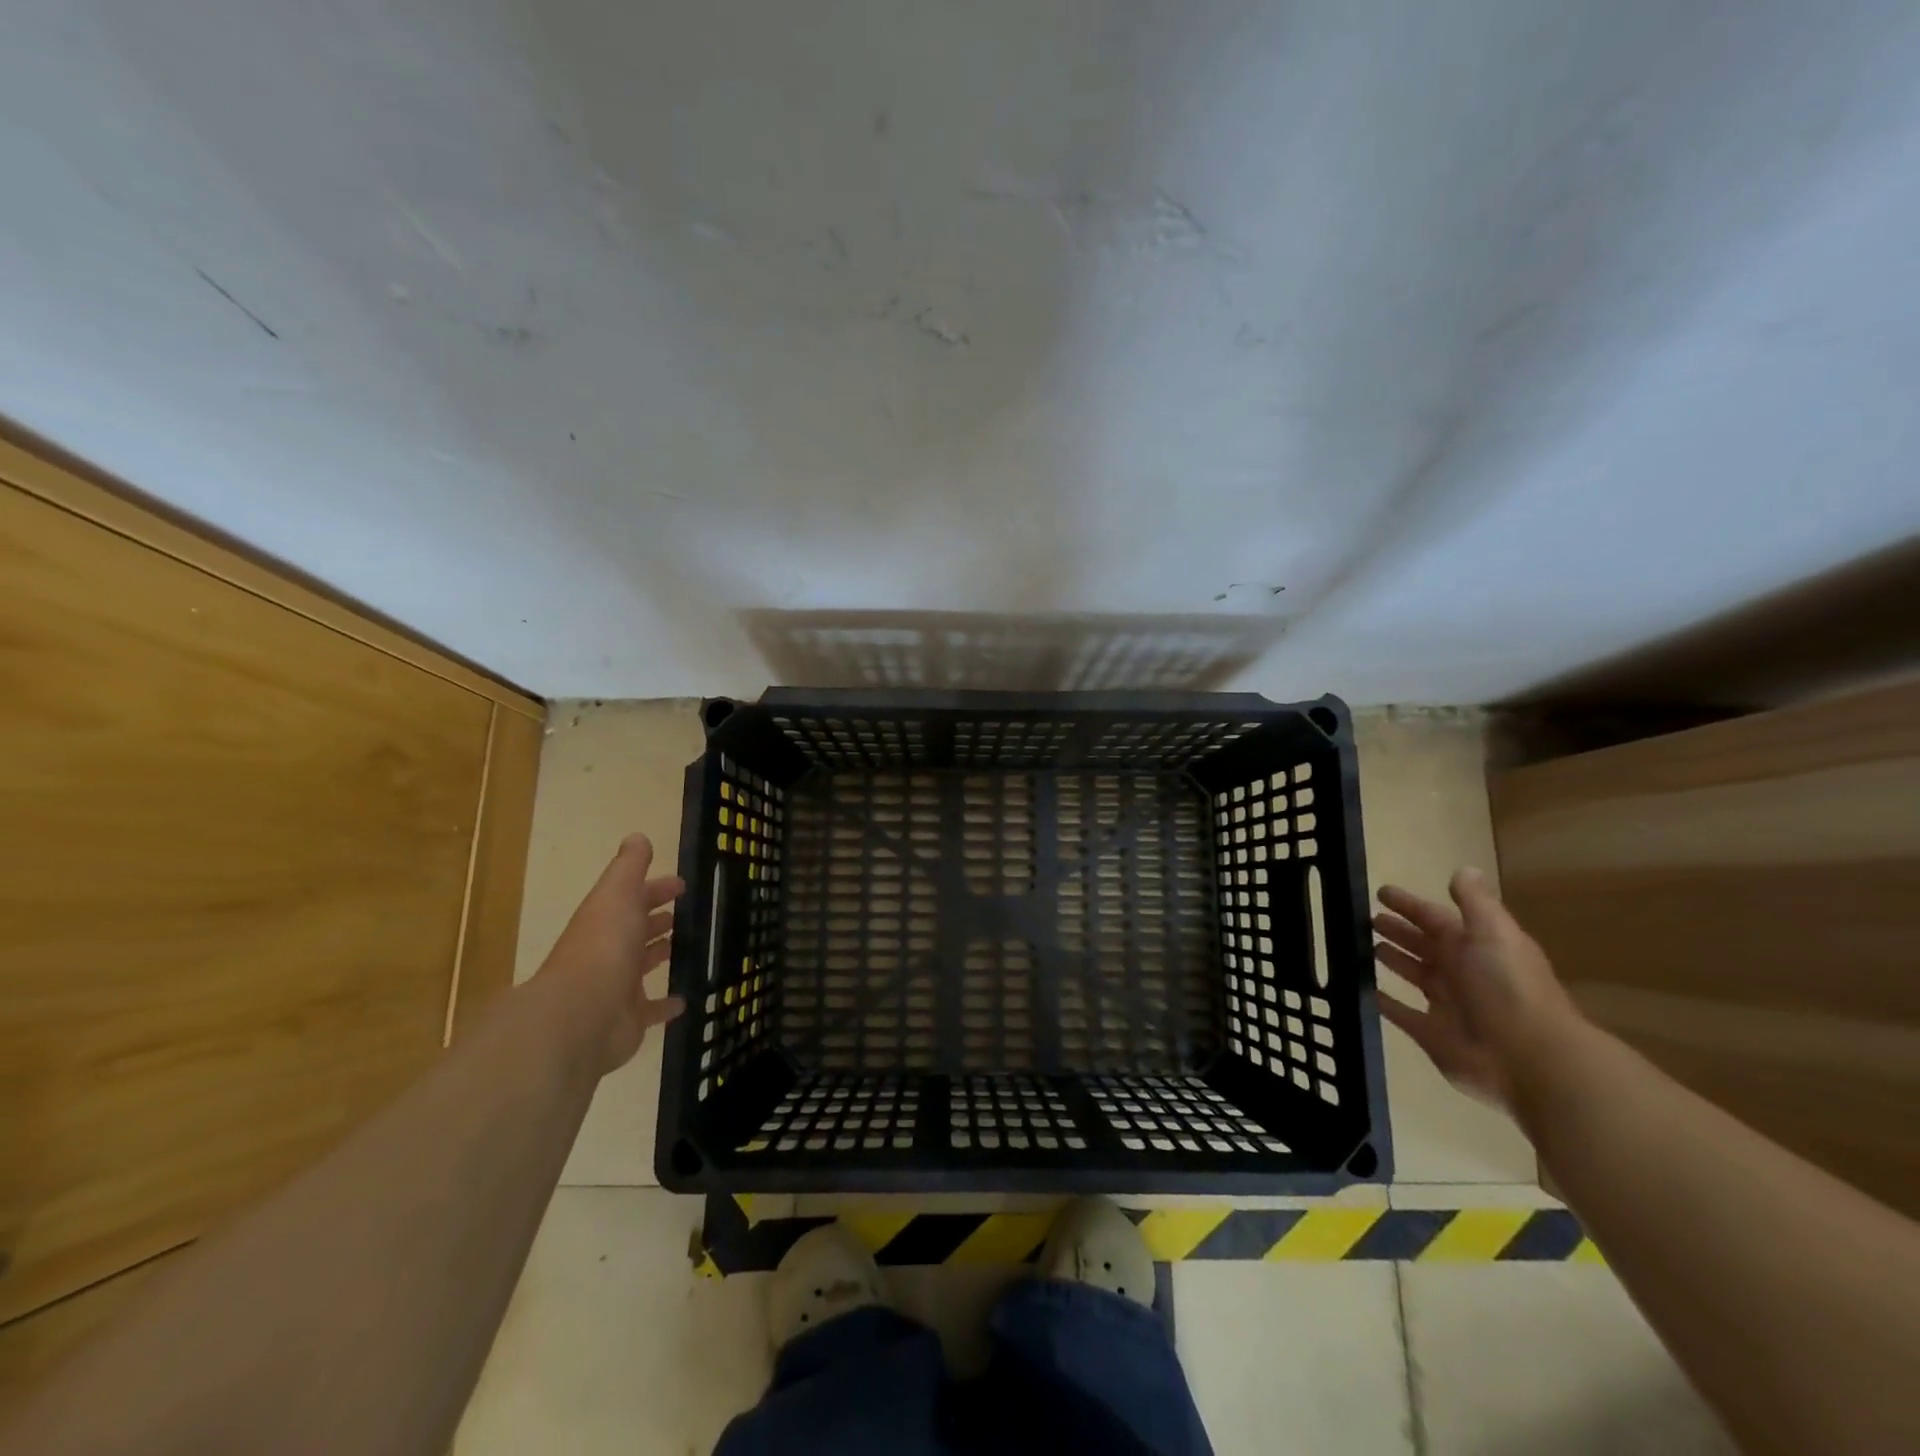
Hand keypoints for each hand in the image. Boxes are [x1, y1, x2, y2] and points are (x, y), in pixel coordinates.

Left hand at [534, 833, 686, 1076]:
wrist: (580, 1017)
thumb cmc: (603, 947)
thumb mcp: (617, 895)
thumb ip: (629, 867)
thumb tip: (637, 837)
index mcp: (605, 920)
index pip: (631, 898)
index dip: (654, 889)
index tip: (681, 885)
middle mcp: (608, 951)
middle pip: (635, 930)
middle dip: (656, 920)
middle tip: (685, 914)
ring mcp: (617, 986)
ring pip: (642, 966)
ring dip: (659, 955)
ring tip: (688, 947)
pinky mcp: (628, 1019)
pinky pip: (651, 1009)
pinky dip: (666, 1004)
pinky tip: (685, 999)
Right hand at [1373, 867, 1580, 1111]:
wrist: (1531, 1058)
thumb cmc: (1508, 987)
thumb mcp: (1494, 933)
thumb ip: (1475, 902)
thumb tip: (1463, 870)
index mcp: (1475, 946)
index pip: (1435, 918)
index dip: (1410, 905)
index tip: (1381, 892)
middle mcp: (1461, 972)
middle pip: (1424, 945)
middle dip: (1399, 931)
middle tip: (1367, 919)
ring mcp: (1447, 1005)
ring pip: (1414, 975)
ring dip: (1394, 961)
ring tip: (1364, 947)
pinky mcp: (1432, 1034)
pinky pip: (1402, 1013)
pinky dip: (1386, 1002)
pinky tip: (1367, 990)